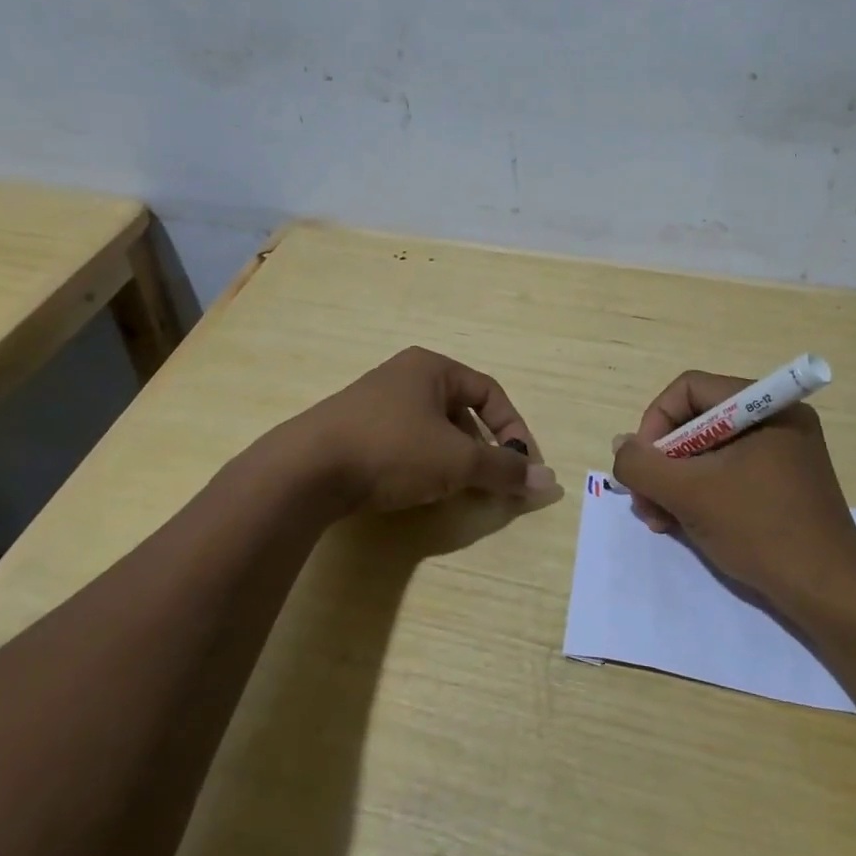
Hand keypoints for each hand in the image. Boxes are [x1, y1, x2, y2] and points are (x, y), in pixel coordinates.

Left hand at [287, 347, 557, 513]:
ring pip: (432, 428)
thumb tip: (548, 482)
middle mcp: (404, 376)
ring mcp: (374, 401)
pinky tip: (416, 488)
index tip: (521, 465)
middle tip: (489, 479)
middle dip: (482, 446)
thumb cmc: (393, 450)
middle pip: (461, 409)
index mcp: (432, 368)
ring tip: (455, 487)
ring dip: (453, 457)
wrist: (307, 469)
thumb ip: (504, 470)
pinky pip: (404, 441)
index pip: (489, 391)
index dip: (513, 428)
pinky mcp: (354, 429)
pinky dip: (422, 462)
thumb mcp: (457, 461)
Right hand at [610, 370, 855, 607]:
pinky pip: (727, 473)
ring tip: (658, 520)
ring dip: (674, 483)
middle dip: (662, 462)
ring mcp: (781, 454)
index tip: (644, 466)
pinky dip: (699, 494)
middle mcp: (775, 420)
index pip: (689, 389)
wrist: (829, 594)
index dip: (655, 423)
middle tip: (645, 501)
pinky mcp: (781, 484)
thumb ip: (642, 464)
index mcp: (765, 406)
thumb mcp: (690, 494)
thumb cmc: (760, 530)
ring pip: (707, 452)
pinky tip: (681, 525)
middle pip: (696, 421)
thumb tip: (622, 446)